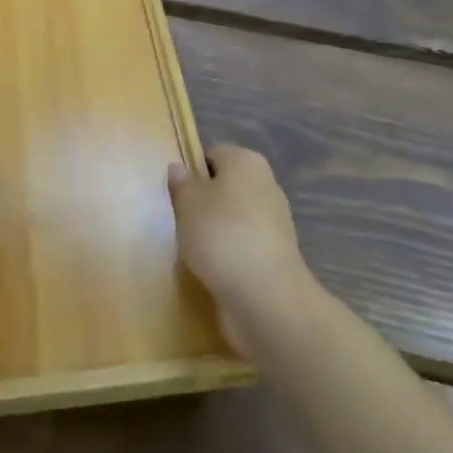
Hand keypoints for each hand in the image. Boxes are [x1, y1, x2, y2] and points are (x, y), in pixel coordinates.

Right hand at [168, 146, 309, 356]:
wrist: (266, 297)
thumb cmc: (221, 235)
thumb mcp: (188, 202)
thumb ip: (181, 183)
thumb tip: (179, 168)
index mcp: (246, 162)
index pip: (214, 155)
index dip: (192, 172)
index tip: (176, 195)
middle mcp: (265, 186)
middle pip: (226, 187)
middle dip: (204, 203)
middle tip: (181, 221)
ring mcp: (275, 223)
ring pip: (234, 218)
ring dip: (215, 231)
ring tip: (193, 249)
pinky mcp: (276, 256)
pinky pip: (243, 246)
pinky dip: (228, 254)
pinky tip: (212, 269)